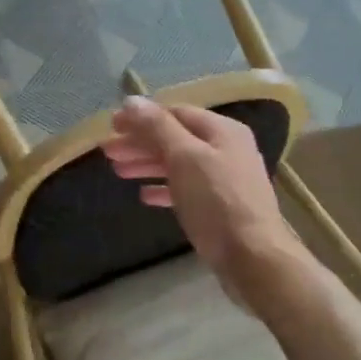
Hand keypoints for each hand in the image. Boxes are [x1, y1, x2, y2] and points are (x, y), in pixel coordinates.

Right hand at [102, 96, 308, 309]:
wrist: (253, 258)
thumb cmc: (217, 203)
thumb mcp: (184, 158)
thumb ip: (157, 128)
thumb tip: (131, 101)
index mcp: (222, 130)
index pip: (175, 113)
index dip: (141, 118)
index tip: (110, 127)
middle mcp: (227, 149)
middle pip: (176, 138)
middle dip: (140, 143)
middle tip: (107, 152)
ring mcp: (226, 180)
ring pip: (179, 164)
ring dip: (148, 164)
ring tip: (118, 171)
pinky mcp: (221, 208)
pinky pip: (187, 189)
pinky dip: (164, 188)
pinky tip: (144, 195)